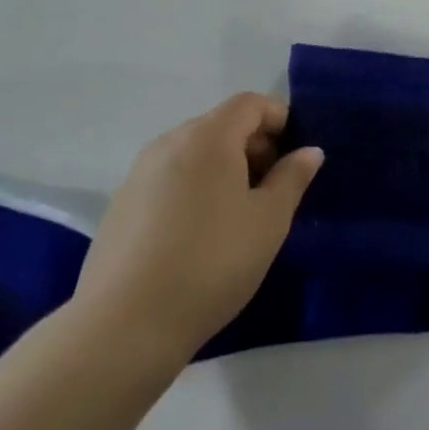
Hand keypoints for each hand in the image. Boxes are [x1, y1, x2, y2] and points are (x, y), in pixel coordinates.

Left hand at [72, 94, 322, 379]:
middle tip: (274, 190)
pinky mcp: (120, 207)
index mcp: (207, 137)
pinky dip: (194, 189)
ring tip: (239, 216)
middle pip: (221, 125)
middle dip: (254, 146)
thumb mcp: (269, 220)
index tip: (296, 157)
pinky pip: (169, 179)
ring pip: (193, 154)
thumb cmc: (212, 262)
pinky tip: (199, 237)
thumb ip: (292, 178)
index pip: (250, 103)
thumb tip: (309, 151)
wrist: (124, 326)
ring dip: (224, 169)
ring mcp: (138, 174)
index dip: (280, 119)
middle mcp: (169, 143)